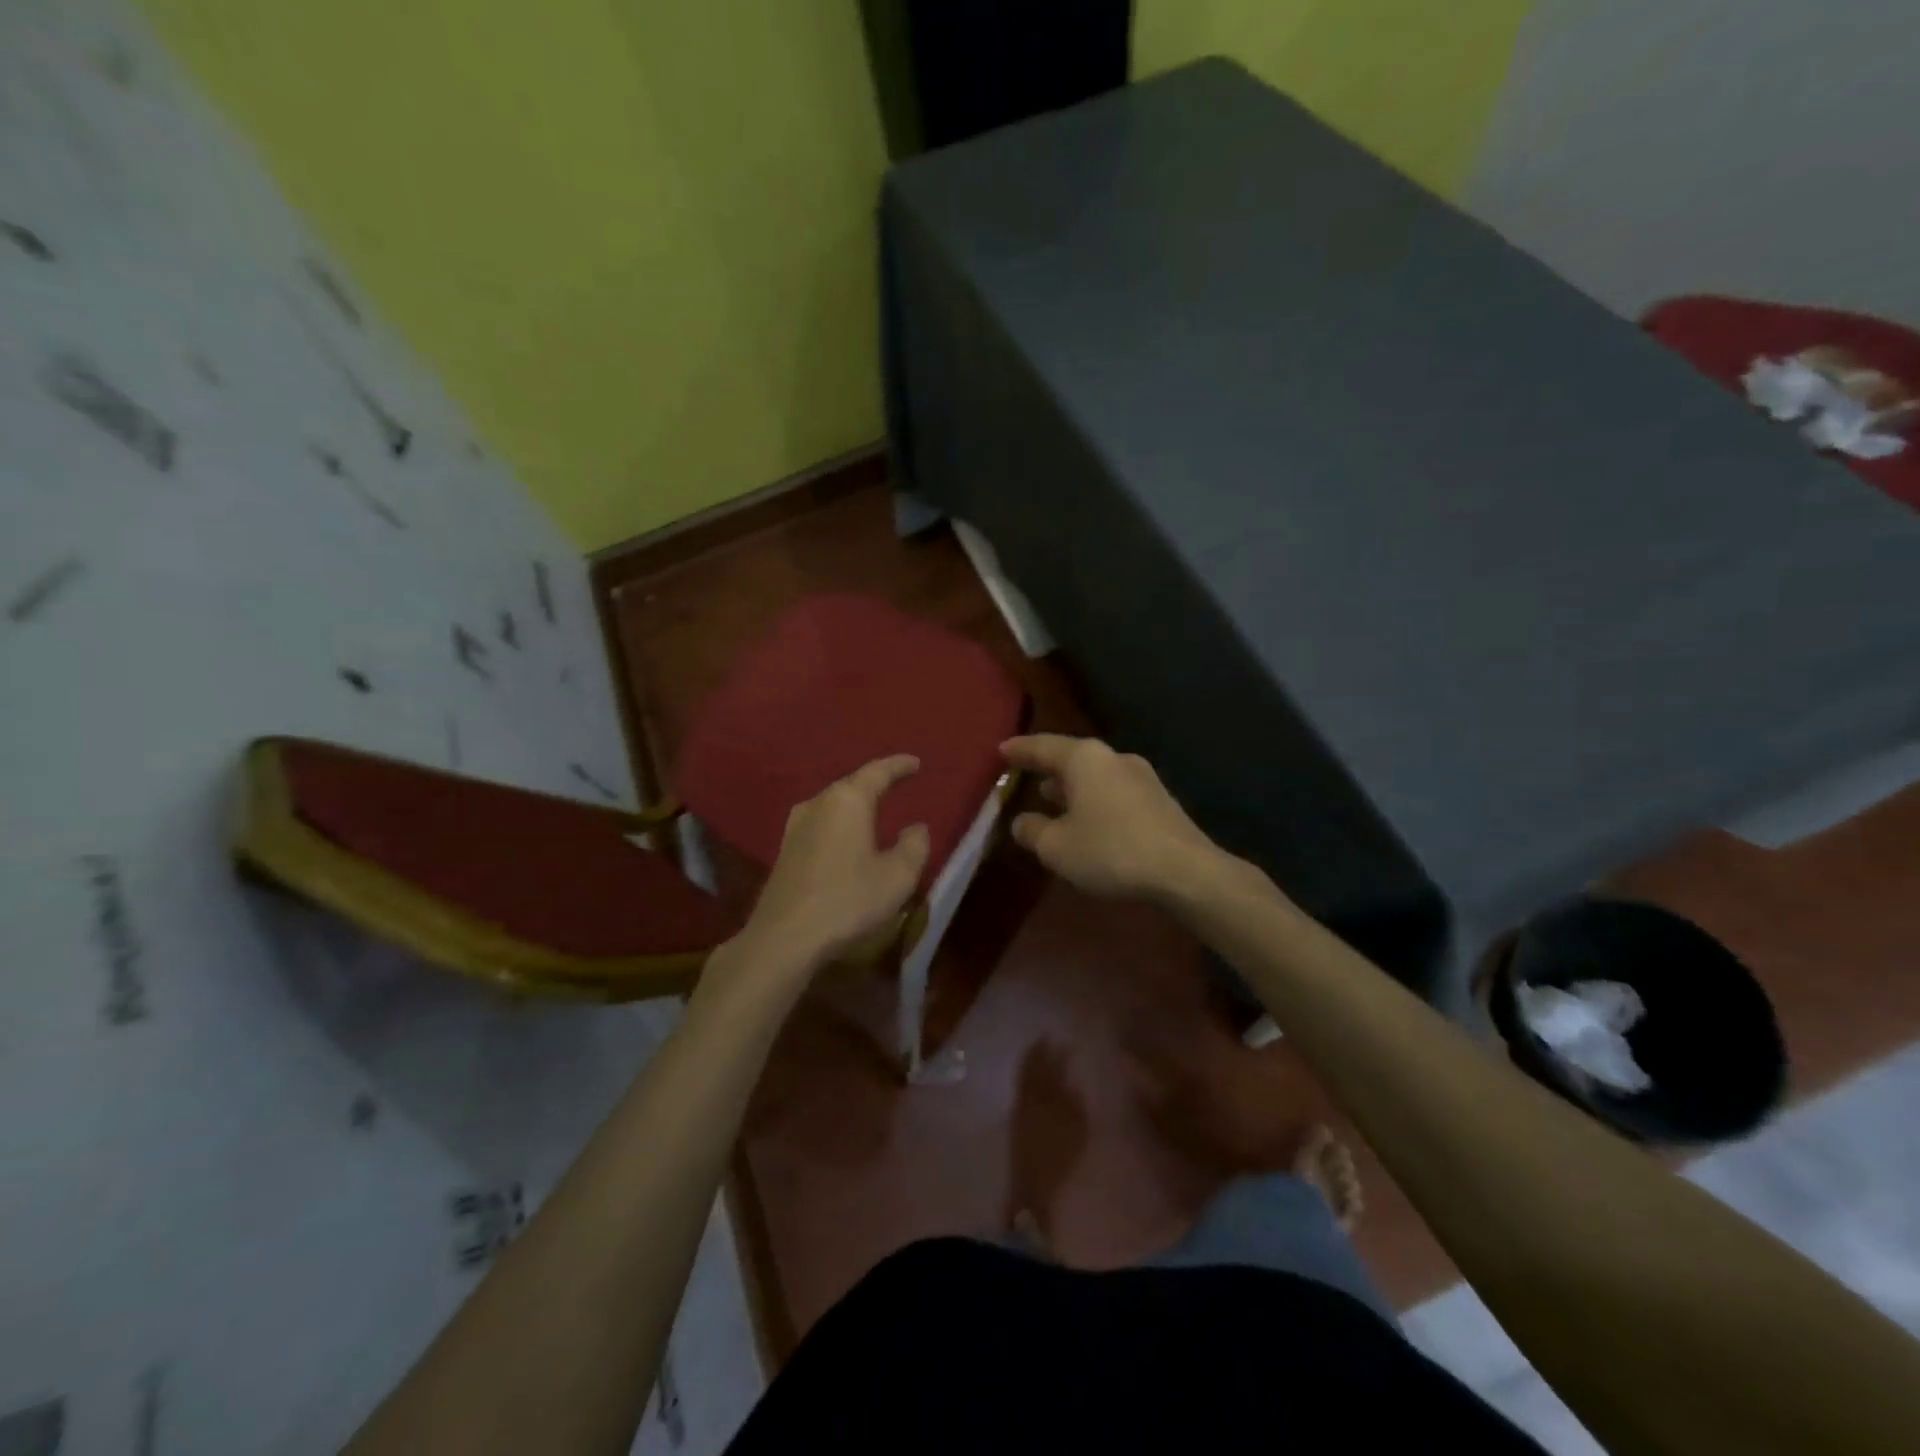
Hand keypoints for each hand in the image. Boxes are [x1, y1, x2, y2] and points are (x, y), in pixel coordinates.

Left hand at [727, 754, 930, 979]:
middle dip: (876, 782)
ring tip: (875, 808)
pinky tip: (847, 836)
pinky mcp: (785, 850)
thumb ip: (914, 846)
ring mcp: (796, 826)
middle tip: (898, 782)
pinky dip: (840, 822)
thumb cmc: (848, 900)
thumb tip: (917, 827)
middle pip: (852, 784)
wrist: (784, 938)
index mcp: (848, 800)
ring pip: (833, 803)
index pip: (878, 771)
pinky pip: (821, 823)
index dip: (899, 765)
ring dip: (855, 803)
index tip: (916, 762)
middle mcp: (818, 803)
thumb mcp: (897, 876)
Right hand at [1000, 734, 1227, 902]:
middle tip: (1024, 772)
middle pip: (1071, 757)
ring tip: (1050, 796)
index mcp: (1084, 759)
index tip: (1001, 750)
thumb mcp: (1057, 847)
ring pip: (1094, 774)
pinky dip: (1092, 798)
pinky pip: (1112, 790)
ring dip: (1071, 785)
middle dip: (1046, 766)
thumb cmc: (1111, 851)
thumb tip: (1021, 822)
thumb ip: (1032, 830)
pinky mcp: (1157, 799)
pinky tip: (1086, 818)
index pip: (1042, 746)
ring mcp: (1140, 776)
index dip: (1019, 750)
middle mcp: (1113, 757)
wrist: (1185, 871)